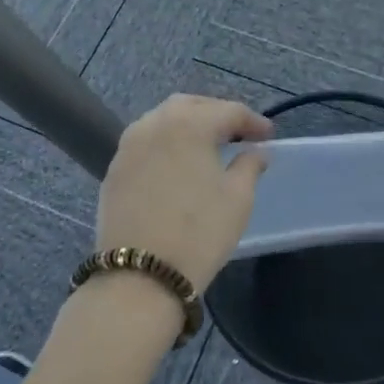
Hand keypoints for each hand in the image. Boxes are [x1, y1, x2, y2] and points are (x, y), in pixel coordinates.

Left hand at [97, 94, 273, 292]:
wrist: (139, 277)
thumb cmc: (198, 233)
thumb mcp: (237, 199)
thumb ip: (249, 165)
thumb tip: (256, 151)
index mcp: (189, 124)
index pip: (228, 111)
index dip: (253, 121)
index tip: (268, 136)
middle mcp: (155, 123)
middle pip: (192, 106)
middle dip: (217, 114)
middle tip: (238, 134)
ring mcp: (129, 145)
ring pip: (163, 119)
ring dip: (188, 124)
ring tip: (208, 145)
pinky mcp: (114, 168)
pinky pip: (145, 141)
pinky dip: (166, 143)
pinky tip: (177, 163)